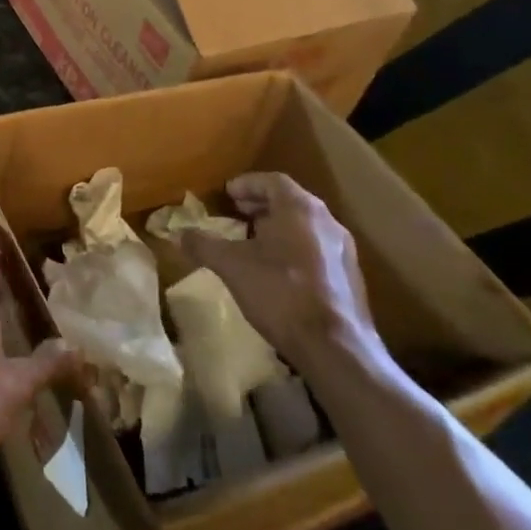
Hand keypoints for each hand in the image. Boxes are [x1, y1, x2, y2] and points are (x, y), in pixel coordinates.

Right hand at [179, 172, 377, 369]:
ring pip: (305, 226)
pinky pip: (317, 248)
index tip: (227, 194)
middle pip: (290, 201)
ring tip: (253, 242)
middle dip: (261, 205)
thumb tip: (179, 234)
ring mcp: (343, 250)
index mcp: (300, 208)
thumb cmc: (281, 293)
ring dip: (278, 227)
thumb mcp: (232, 266)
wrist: (336, 349)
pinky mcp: (351, 278)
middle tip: (236, 214)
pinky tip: (278, 271)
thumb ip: (204, 245)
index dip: (247, 184)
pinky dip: (294, 248)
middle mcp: (327, 221)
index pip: (272, 181)